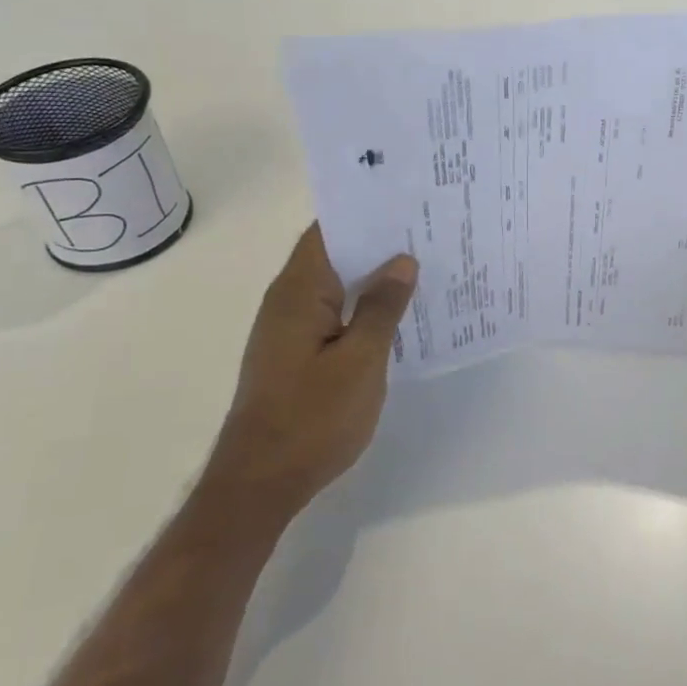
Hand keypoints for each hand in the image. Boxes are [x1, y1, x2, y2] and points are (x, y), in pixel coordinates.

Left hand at [206, 224, 416, 525]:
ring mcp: (288, 329)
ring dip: (371, 275)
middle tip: (427, 231)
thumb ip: (381, 307)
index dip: (365, 212)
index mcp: (299, 292)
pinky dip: (361, 305)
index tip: (407, 202)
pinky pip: (332, 313)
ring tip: (421, 266)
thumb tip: (401, 261)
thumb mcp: (361, 361)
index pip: (329, 231)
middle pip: (333, 254)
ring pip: (335, 285)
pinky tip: (396, 314)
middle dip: (376, 242)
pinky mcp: (294, 353)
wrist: (259, 484)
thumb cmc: (312, 418)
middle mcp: (288, 301)